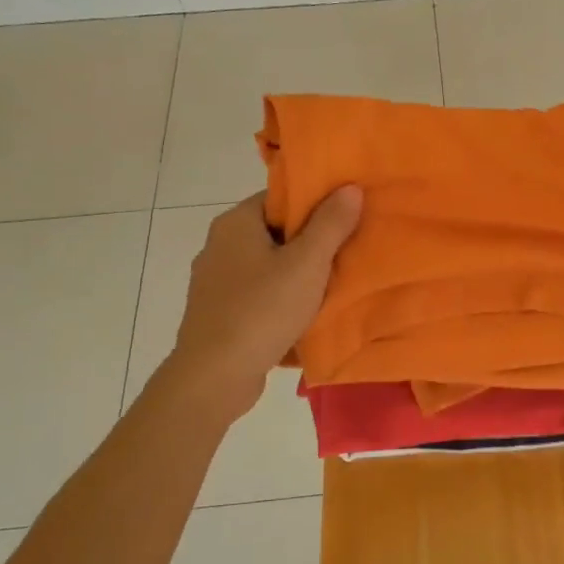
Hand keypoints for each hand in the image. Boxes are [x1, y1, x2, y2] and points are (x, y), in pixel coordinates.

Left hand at [165, 186, 362, 418]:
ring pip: (268, 266)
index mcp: (235, 223)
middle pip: (275, 232)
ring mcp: (215, 282)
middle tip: (348, 251)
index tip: (346, 217)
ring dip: (298, 274)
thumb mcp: (307, 263)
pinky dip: (281, 300)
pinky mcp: (218, 313)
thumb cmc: (262, 310)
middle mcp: (219, 245)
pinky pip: (258, 295)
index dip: (314, 204)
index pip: (280, 198)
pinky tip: (305, 315)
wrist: (214, 376)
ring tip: (333, 284)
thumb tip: (349, 187)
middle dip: (311, 242)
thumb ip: (330, 224)